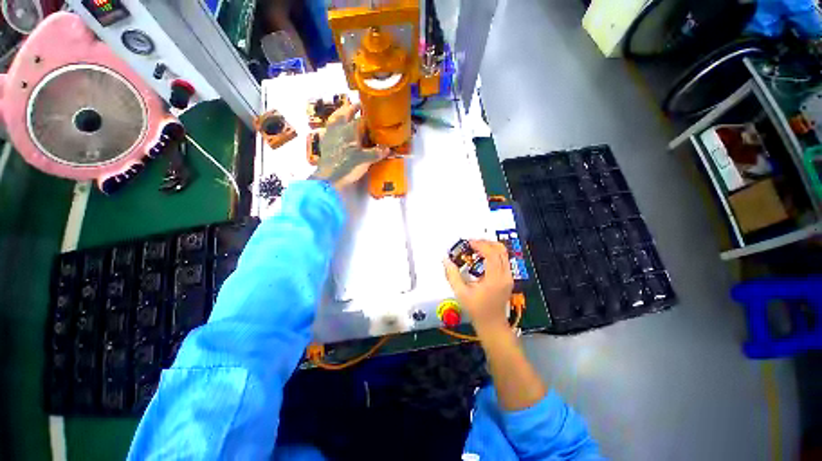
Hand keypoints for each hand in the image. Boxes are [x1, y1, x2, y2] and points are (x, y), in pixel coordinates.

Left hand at [310, 102, 388, 190]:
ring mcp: (330, 134)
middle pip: (345, 113)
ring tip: (346, 111)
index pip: (361, 118)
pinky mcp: (325, 142)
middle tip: (359, 105)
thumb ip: (377, 153)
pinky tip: (336, 128)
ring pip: (335, 118)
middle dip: (353, 108)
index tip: (373, 112)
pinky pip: (329, 128)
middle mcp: (339, 127)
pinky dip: (333, 124)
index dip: (368, 115)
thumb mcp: (365, 160)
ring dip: (341, 113)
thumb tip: (388, 148)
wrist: (329, 178)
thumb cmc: (348, 166)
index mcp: (350, 129)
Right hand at [443, 240, 513, 332]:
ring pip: (503, 253)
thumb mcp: (461, 293)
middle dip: (485, 242)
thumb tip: (446, 260)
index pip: (491, 254)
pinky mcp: (508, 278)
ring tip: (475, 248)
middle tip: (471, 243)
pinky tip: (481, 257)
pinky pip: (503, 259)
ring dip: (490, 247)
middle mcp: (505, 275)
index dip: (480, 245)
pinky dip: (493, 253)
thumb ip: (452, 275)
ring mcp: (509, 276)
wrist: (492, 324)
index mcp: (495, 279)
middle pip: (500, 250)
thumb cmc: (477, 310)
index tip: (468, 243)